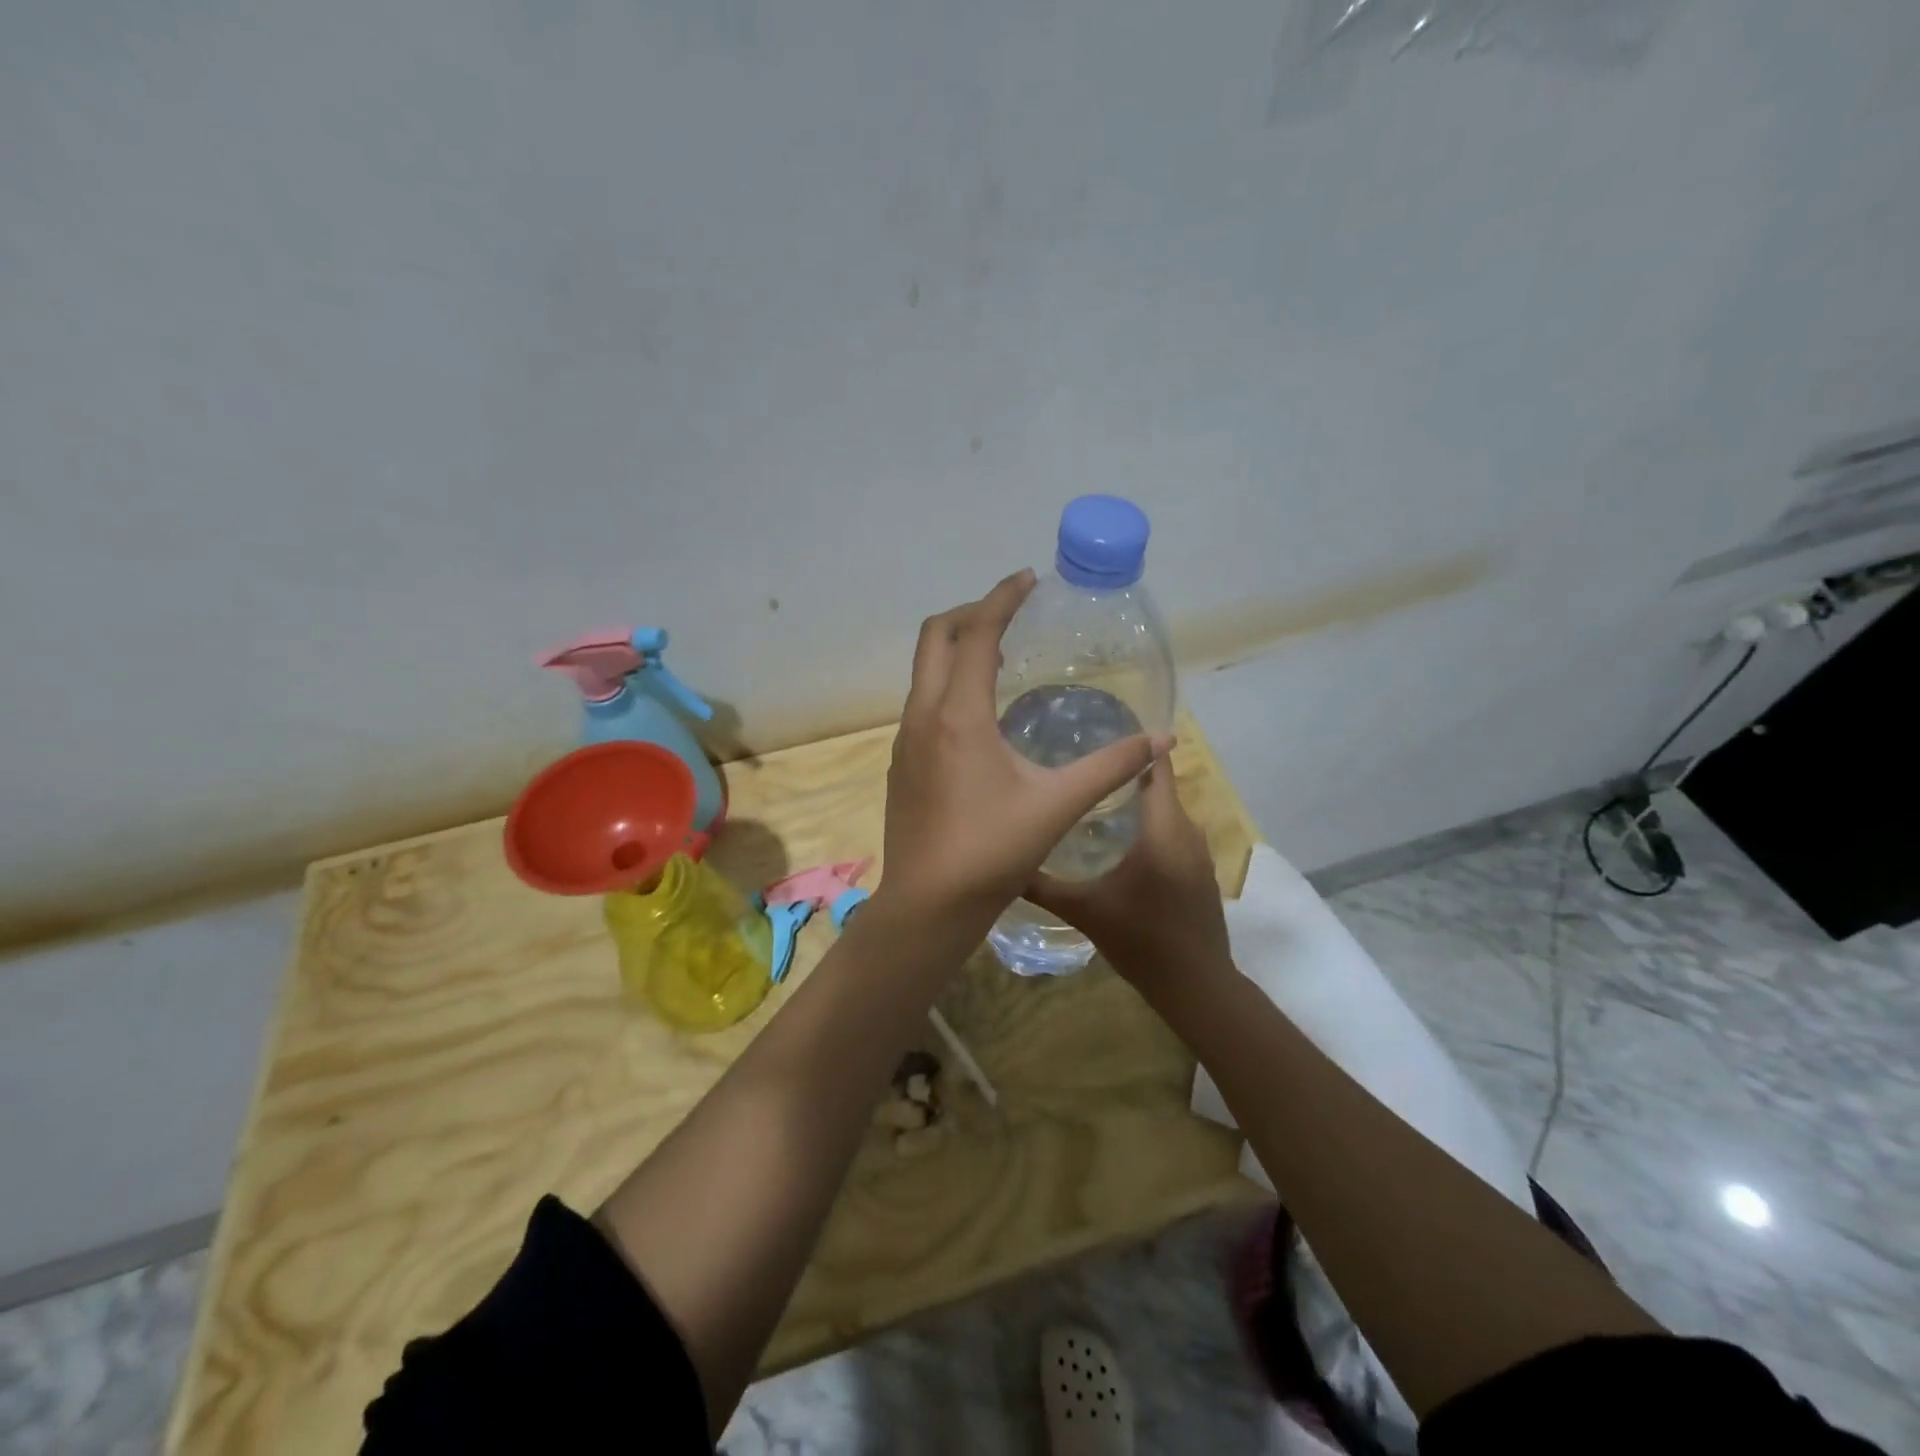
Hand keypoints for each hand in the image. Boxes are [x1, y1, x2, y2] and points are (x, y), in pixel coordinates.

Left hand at [876, 570, 1170, 943]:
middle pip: (935, 637)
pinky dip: (948, 684)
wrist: (928, 905)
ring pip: (923, 671)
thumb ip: (1110, 767)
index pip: (976, 632)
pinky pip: (922, 702)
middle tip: (1011, 612)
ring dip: (956, 649)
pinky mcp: (901, 763)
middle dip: (971, 612)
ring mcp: (905, 739)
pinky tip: (978, 714)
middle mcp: (923, 715)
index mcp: (958, 714)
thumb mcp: (1058, 805)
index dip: (1002, 598)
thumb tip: (1161, 740)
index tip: (1028, 579)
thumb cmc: (992, 852)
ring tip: (999, 656)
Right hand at [1024, 753, 1232, 1002]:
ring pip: (1165, 813)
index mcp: (1163, 829)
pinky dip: (1149, 827)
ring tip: (1092, 798)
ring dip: (1136, 803)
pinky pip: (1173, 834)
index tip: (1098, 732)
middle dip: (1122, 774)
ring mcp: (1198, 853)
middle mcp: (1187, 832)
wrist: (1196, 986)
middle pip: (1157, 787)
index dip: (1133, 746)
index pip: (1155, 768)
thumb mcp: (1085, 911)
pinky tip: (1118, 840)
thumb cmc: (1142, 940)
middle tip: (1078, 766)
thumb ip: (1043, 885)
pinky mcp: (1200, 872)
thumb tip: (1004, 865)